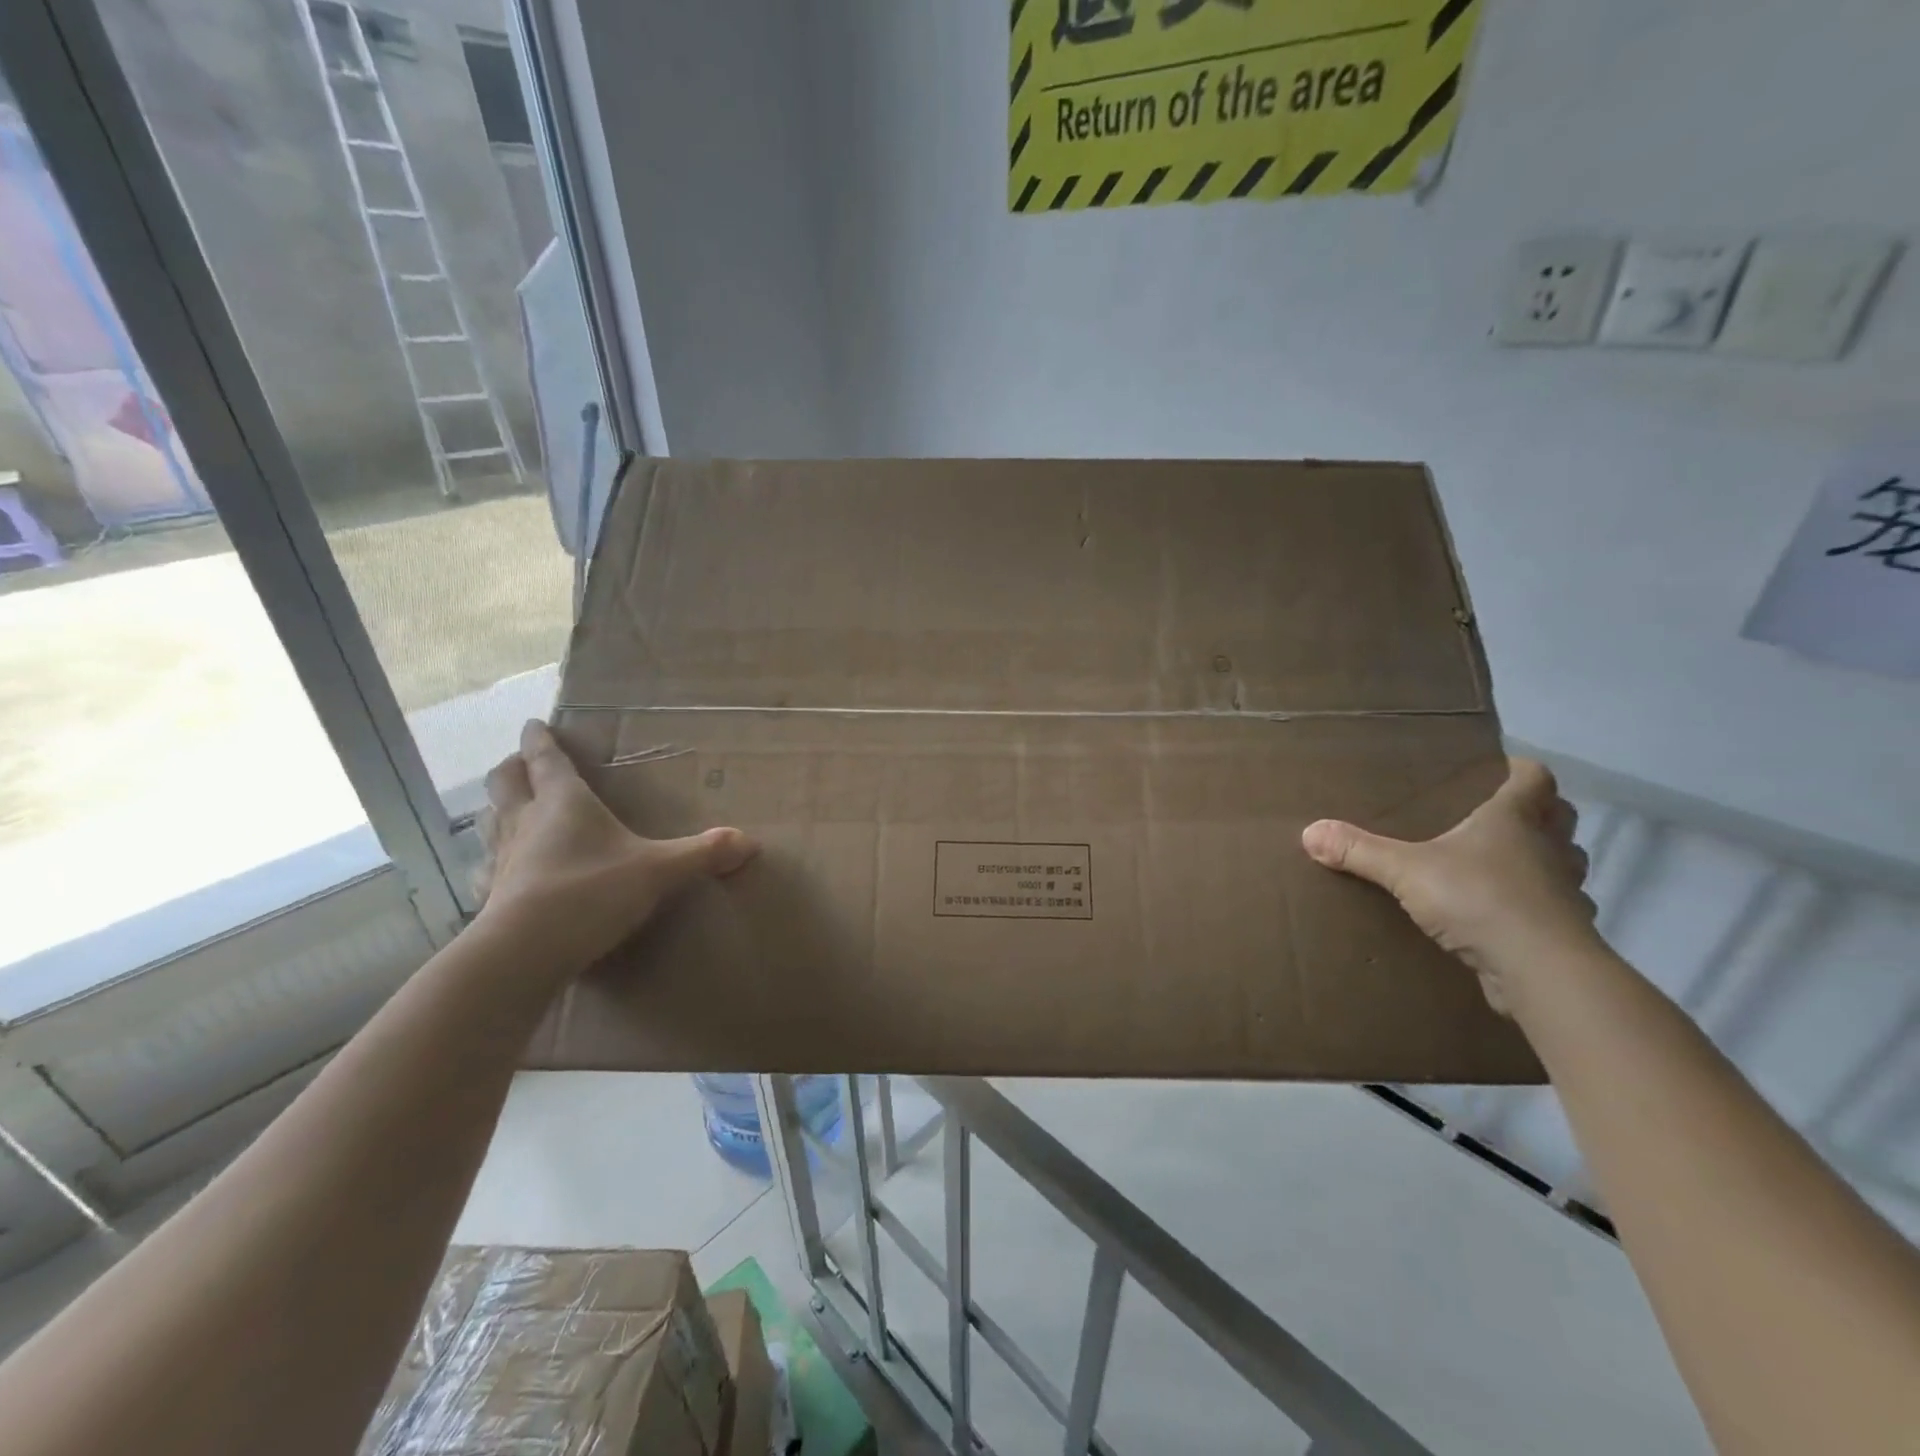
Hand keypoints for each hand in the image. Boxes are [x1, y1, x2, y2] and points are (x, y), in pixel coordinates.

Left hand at [475, 720, 757, 976]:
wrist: (525, 952)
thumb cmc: (591, 892)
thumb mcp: (658, 871)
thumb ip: (702, 854)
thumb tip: (751, 842)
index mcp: (563, 802)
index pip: (546, 759)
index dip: (539, 739)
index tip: (533, 723)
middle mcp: (526, 821)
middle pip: (506, 782)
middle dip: (513, 768)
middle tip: (523, 763)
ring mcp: (503, 859)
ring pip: (492, 820)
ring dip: (499, 809)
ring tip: (511, 809)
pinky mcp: (491, 895)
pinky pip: (488, 867)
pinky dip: (495, 860)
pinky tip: (504, 871)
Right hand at [1301, 758, 1598, 1016]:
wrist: (1540, 971)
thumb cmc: (1478, 899)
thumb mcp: (1405, 871)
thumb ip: (1360, 851)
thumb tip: (1309, 832)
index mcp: (1514, 820)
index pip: (1533, 778)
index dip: (1519, 769)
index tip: (1499, 768)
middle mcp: (1548, 848)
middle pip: (1559, 816)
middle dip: (1539, 812)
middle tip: (1499, 815)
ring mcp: (1564, 891)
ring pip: (1565, 862)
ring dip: (1545, 859)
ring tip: (1506, 864)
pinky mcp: (1565, 931)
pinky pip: (1558, 908)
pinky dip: (1540, 907)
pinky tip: (1511, 916)